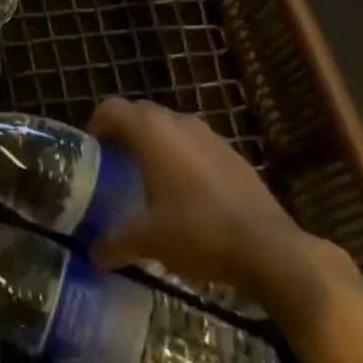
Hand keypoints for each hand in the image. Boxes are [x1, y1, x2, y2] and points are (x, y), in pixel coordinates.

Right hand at [87, 97, 332, 320]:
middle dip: (126, 132)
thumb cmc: (198, 231)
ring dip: (157, 144)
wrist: (270, 249)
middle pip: (141, 113)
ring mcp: (210, 136)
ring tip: (151, 178)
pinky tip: (188, 194)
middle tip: (116, 163)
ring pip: (172, 128)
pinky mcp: (234, 156)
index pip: (112, 108)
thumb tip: (94, 254)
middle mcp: (178, 122)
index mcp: (151, 131)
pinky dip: (185, 159)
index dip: (97, 123)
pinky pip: (197, 146)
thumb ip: (116, 242)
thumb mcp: (149, 240)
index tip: (92, 148)